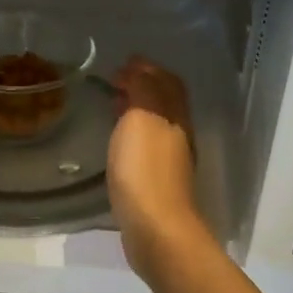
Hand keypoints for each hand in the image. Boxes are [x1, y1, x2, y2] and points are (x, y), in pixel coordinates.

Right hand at [107, 57, 207, 278]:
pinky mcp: (158, 185)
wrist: (155, 229)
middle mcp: (179, 136)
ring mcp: (171, 163)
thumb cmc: (144, 169)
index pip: (168, 83)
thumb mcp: (141, 118)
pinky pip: (147, 148)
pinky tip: (118, 144)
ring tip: (114, 108)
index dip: (148, 69)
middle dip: (144, 88)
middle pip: (166, 104)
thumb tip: (138, 69)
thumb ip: (142, 90)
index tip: (123, 63)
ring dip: (138, 112)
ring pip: (157, 126)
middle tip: (116, 82)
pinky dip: (134, 136)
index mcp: (176, 116)